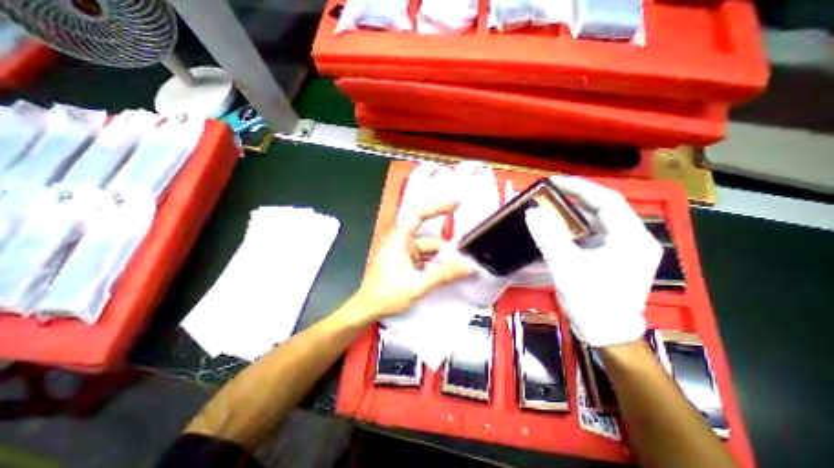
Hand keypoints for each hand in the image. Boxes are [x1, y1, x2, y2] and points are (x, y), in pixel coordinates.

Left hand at [351, 202, 474, 321]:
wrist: (367, 309)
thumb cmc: (387, 294)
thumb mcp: (418, 284)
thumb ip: (443, 274)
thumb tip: (467, 266)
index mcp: (399, 239)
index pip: (419, 215)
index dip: (438, 208)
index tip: (455, 205)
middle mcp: (400, 242)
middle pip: (428, 239)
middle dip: (446, 248)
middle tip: (465, 257)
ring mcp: (402, 253)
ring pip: (427, 251)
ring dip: (441, 259)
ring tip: (459, 268)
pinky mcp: (403, 263)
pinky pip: (423, 259)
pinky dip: (434, 265)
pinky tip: (445, 274)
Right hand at [526, 175, 657, 347]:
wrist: (606, 333)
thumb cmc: (591, 300)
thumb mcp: (566, 266)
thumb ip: (548, 237)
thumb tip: (531, 212)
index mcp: (630, 238)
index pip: (607, 201)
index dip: (580, 188)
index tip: (555, 182)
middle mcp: (633, 239)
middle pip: (604, 209)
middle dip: (577, 198)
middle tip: (551, 191)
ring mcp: (625, 249)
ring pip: (599, 221)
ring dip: (576, 211)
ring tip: (553, 204)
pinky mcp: (615, 257)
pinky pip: (595, 233)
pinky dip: (576, 227)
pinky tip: (560, 226)